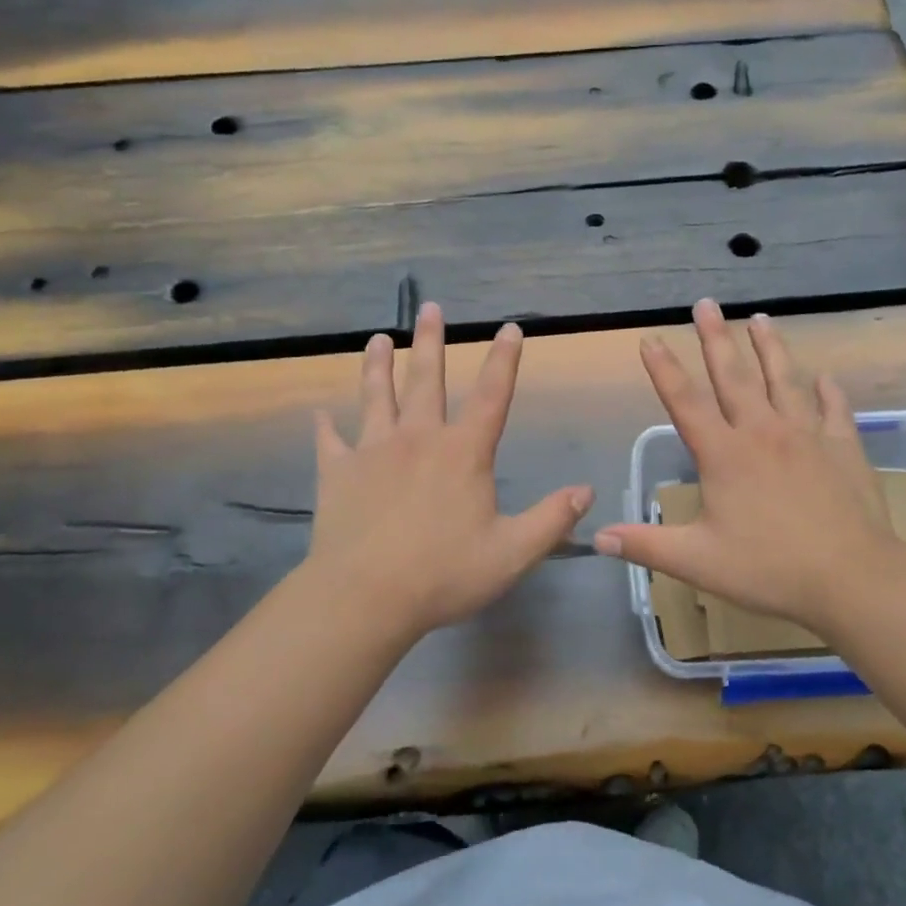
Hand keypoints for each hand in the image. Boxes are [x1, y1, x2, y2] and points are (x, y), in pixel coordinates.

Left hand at [308, 302, 592, 641]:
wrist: (365, 597)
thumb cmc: (443, 574)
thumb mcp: (512, 553)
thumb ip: (551, 520)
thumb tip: (585, 491)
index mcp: (463, 452)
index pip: (493, 396)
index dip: (504, 360)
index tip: (510, 328)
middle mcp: (418, 438)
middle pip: (426, 380)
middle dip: (431, 341)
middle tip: (429, 308)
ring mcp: (373, 451)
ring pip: (376, 397)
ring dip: (378, 365)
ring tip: (378, 338)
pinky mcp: (338, 473)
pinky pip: (330, 443)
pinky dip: (325, 428)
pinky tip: (319, 415)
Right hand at [594, 299, 905, 635]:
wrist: (853, 577)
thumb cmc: (769, 568)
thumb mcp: (697, 562)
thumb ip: (646, 545)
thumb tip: (597, 537)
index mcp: (724, 454)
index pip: (685, 402)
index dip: (664, 369)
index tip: (651, 338)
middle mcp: (762, 432)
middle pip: (734, 376)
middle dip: (716, 338)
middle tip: (706, 304)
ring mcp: (806, 435)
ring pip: (784, 380)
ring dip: (770, 348)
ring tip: (761, 319)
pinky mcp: (842, 447)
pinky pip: (833, 409)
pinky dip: (828, 391)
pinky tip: (825, 378)